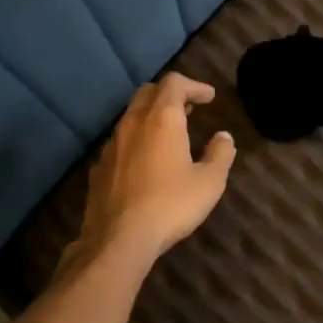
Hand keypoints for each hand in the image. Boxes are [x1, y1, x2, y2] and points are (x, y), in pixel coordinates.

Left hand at [74, 72, 236, 264]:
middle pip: (148, 92)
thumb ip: (220, 154)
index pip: (174, 83)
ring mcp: (111, 145)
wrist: (117, 239)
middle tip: (189, 109)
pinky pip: (119, 141)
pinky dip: (136, 140)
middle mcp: (132, 123)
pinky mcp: (98, 167)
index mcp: (161, 119)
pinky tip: (145, 162)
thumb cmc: (170, 205)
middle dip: (170, 95)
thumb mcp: (209, 182)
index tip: (209, 97)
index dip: (194, 85)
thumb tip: (224, 137)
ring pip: (131, 116)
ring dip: (151, 117)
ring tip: (169, 135)